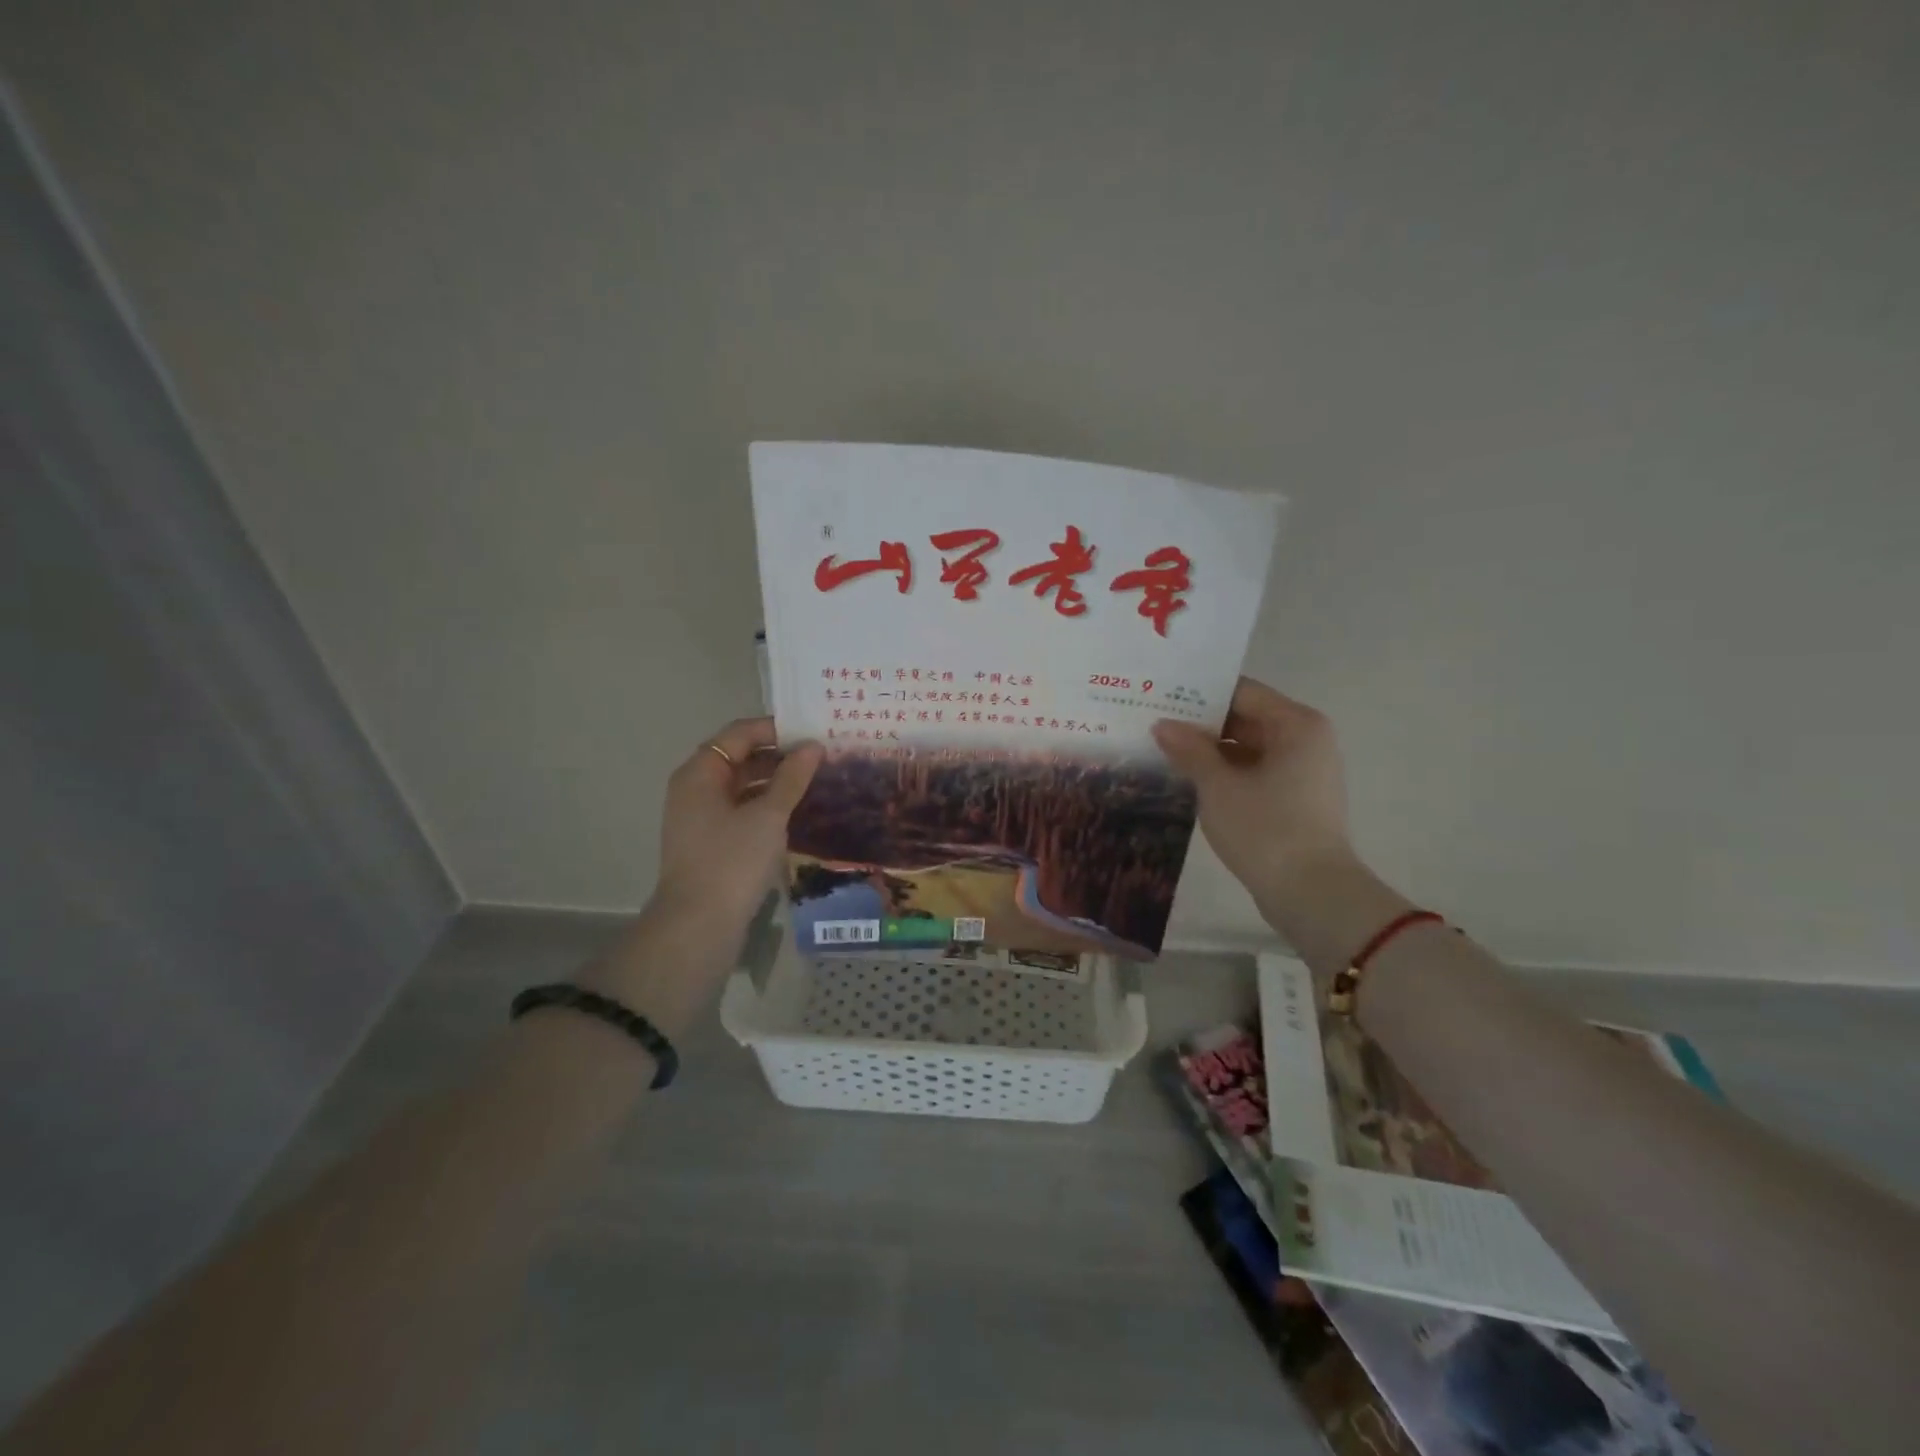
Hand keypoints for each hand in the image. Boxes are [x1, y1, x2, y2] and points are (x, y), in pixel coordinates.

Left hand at [584, 719, 820, 1032]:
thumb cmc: (732, 861)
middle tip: (821, 756)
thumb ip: (792, 777)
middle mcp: (695, 789)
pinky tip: (797, 812)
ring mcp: (701, 818)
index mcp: (700, 773)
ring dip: (776, 781)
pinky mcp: (711, 843)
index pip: (739, 734)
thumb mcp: (768, 815)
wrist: (698, 926)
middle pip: (739, 758)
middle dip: (779, 755)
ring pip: (742, 786)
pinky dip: (767, 805)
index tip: (813, 731)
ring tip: (816, 781)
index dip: (776, 728)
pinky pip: (742, 810)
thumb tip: (813, 746)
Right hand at [1152, 678, 1359, 913]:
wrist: (1311, 894)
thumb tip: (1163, 726)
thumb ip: (1189, 749)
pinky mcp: (1295, 799)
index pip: (1241, 692)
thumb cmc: (1266, 829)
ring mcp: (1303, 771)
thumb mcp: (1218, 786)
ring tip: (1163, 749)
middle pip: (1246, 718)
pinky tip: (1189, 778)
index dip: (1200, 693)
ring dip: (1210, 750)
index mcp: (1296, 724)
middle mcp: (1306, 739)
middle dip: (1201, 723)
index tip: (1161, 696)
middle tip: (1154, 722)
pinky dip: (1225, 772)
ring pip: (1248, 747)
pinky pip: (1254, 771)